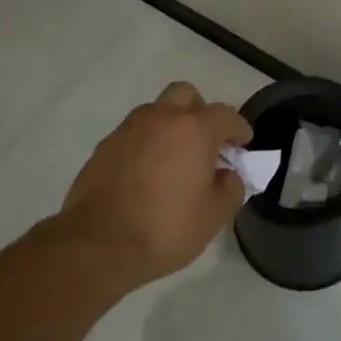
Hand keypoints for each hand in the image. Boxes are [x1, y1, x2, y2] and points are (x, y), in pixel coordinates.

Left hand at [55, 82, 251, 290]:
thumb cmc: (165, 228)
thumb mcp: (213, 217)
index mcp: (195, 129)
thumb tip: (227, 175)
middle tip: (204, 141)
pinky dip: (145, 144)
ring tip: (172, 157)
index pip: (226, 115)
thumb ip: (230, 189)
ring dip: (169, 125)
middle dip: (199, 112)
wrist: (97, 244)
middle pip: (186, 95)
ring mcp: (129, 128)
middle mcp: (163, 118)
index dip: (238, 128)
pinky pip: (133, 134)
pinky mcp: (105, 146)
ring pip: (156, 111)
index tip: (243, 143)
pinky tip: (144, 173)